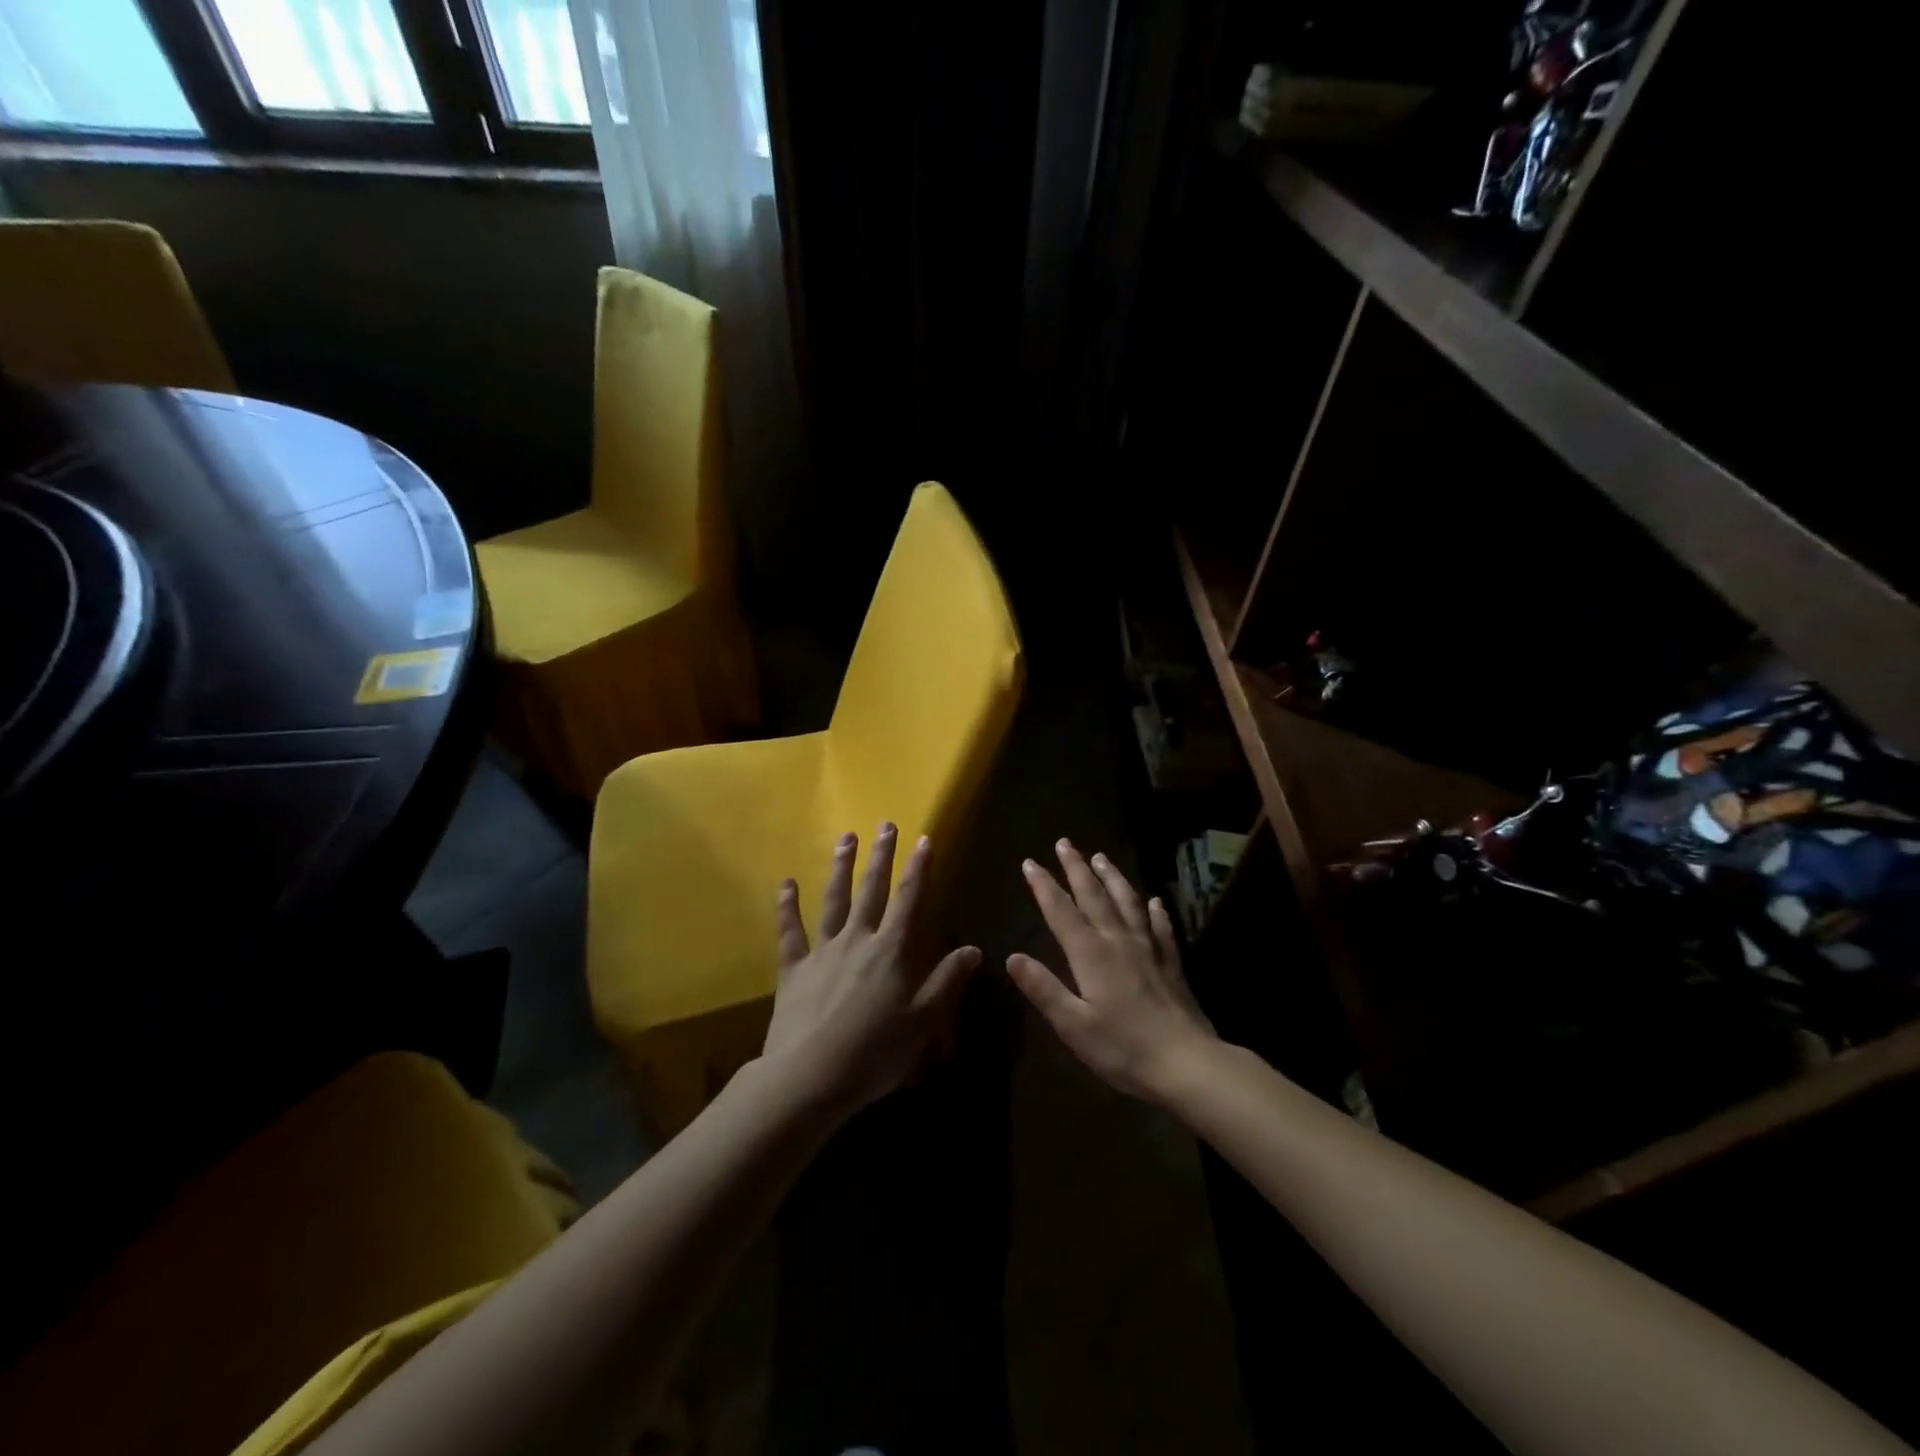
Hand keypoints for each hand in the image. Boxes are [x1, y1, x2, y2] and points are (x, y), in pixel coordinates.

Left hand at [762, 824, 981, 1114]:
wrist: (809, 1076)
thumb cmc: (874, 1053)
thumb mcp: (922, 1021)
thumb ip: (947, 982)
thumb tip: (975, 949)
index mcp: (890, 951)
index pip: (909, 900)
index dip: (919, 869)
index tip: (924, 839)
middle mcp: (856, 940)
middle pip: (871, 891)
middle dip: (880, 857)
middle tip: (884, 825)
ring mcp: (822, 951)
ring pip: (833, 901)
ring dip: (841, 868)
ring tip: (845, 838)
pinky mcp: (793, 969)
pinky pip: (790, 932)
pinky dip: (787, 907)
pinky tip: (785, 884)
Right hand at [1006, 839, 1217, 1101]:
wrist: (1187, 1063)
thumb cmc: (1123, 1048)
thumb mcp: (1073, 1025)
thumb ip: (1043, 989)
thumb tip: (1012, 957)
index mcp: (1091, 954)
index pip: (1061, 911)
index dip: (1044, 886)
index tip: (1030, 862)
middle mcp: (1118, 941)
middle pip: (1094, 896)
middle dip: (1076, 868)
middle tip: (1064, 843)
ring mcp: (1148, 950)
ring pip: (1127, 902)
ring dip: (1112, 877)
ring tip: (1101, 856)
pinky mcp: (1171, 964)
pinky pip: (1161, 928)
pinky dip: (1155, 911)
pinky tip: (1154, 901)